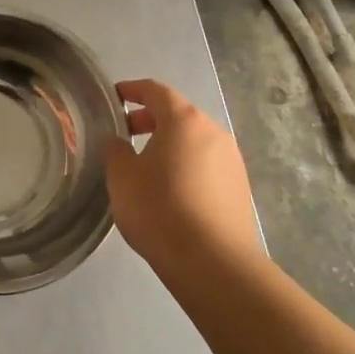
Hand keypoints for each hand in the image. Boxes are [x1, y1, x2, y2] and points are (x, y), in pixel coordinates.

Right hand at [105, 79, 260, 267]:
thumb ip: (115, 150)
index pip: (156, 91)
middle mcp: (213, 132)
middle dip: (150, 119)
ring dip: (169, 144)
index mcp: (184, 121)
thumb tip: (118, 141)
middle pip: (178, 115)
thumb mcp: (122, 178)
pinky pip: (206, 164)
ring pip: (194, 140)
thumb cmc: (160, 210)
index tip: (114, 96)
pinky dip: (185, 165)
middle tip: (125, 133)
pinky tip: (170, 190)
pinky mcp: (240, 188)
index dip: (133, 90)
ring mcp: (232, 160)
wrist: (213, 263)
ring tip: (145, 165)